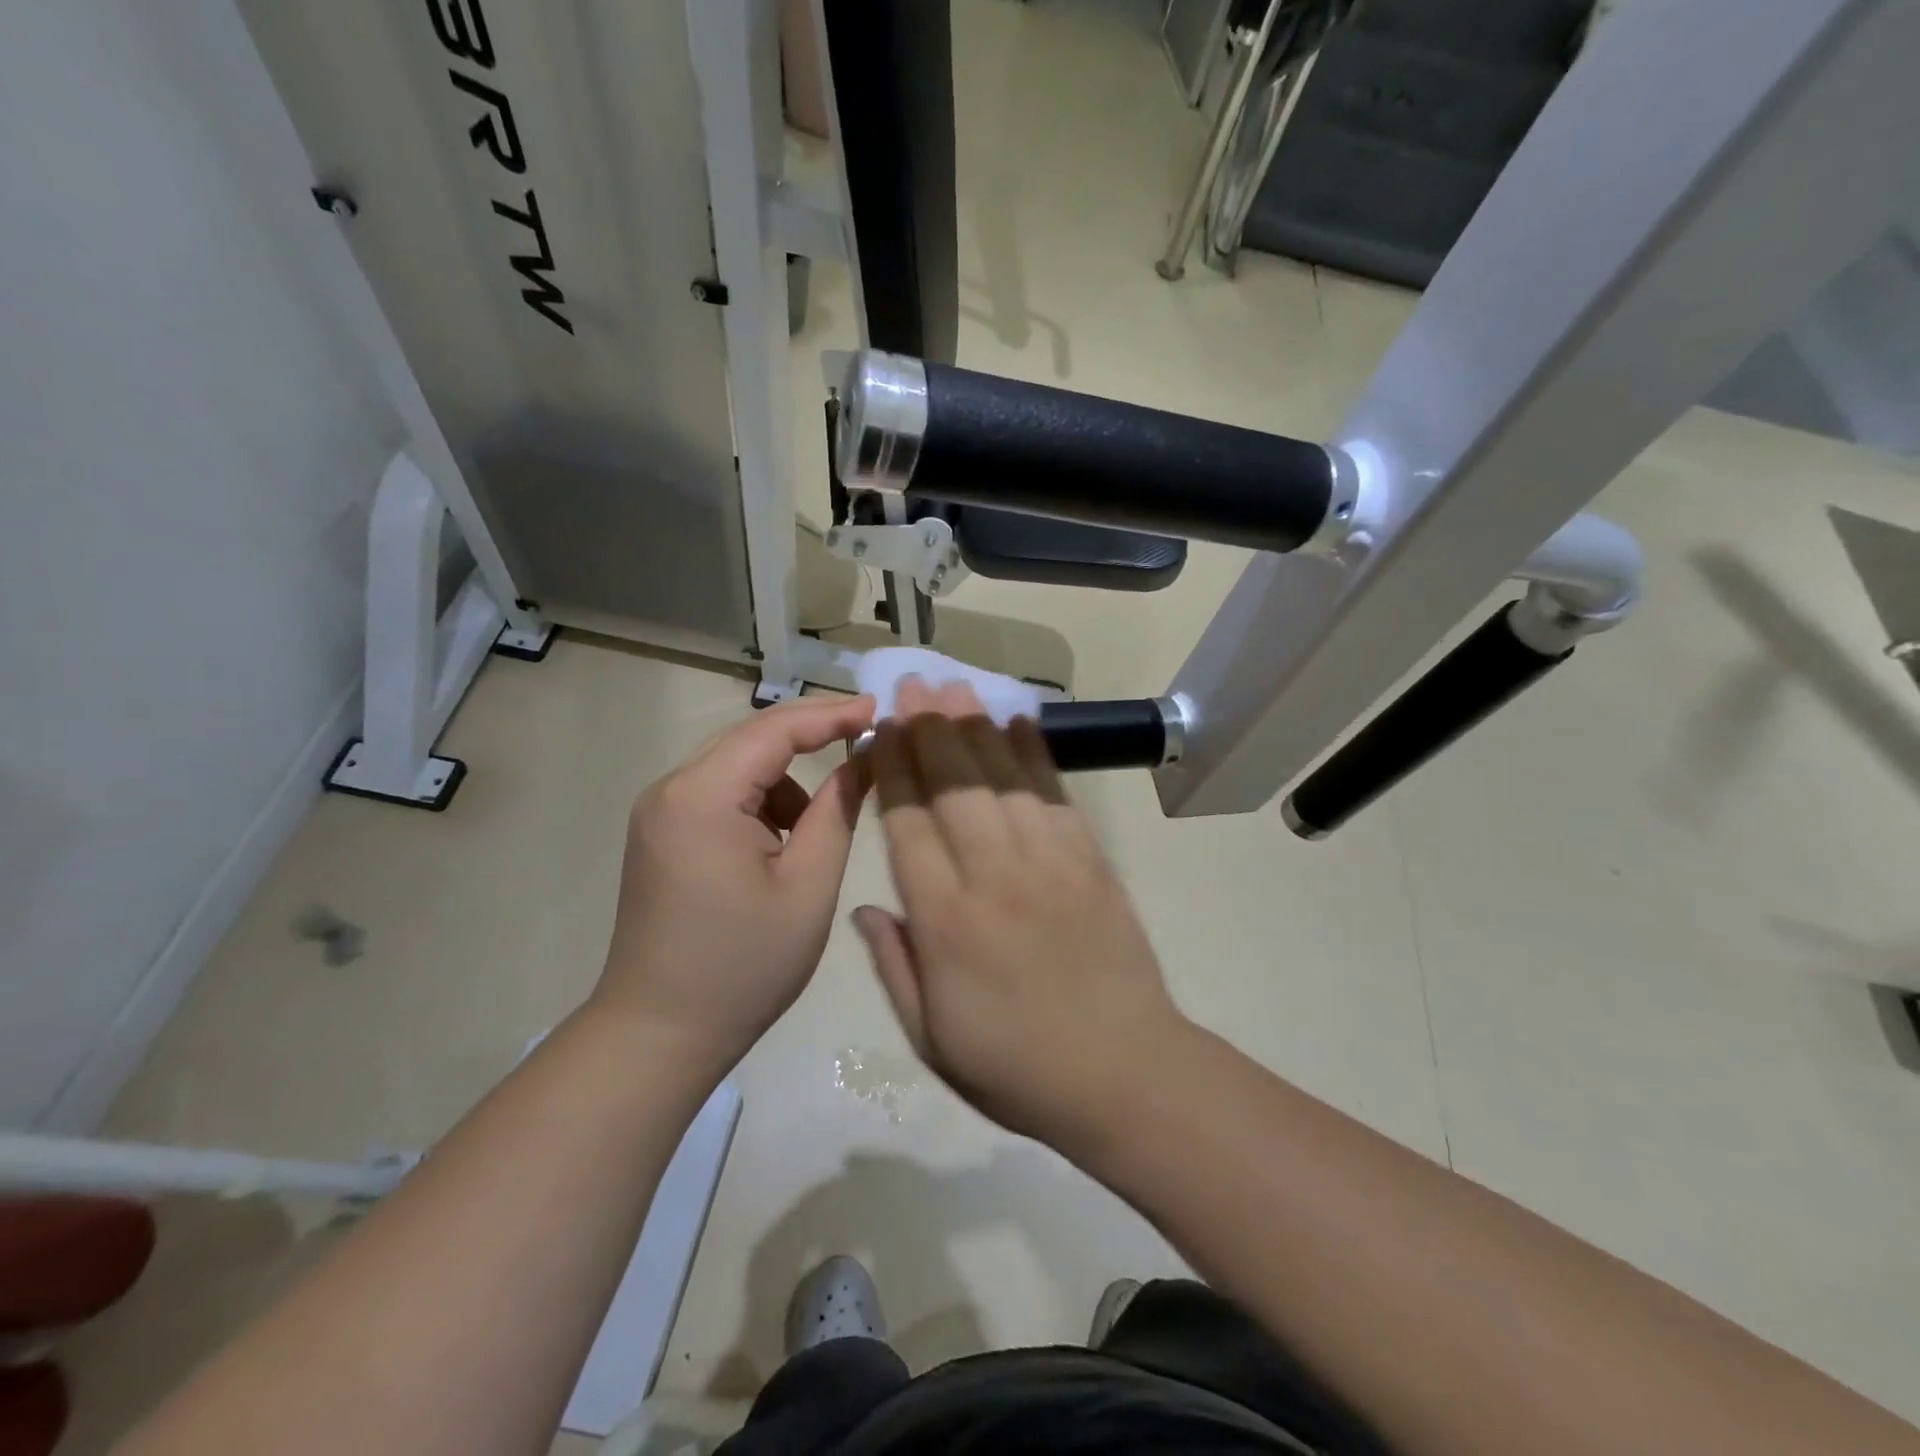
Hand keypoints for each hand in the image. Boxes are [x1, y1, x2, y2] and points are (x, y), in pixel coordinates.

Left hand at [595, 694, 875, 1071]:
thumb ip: (838, 810)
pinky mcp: (660, 833)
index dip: (832, 714)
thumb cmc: (744, 966)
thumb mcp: (808, 886)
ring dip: (784, 781)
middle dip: (811, 737)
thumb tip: (864, 756)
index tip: (880, 710)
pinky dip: (758, 804)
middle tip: (867, 740)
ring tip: (812, 836)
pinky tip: (776, 849)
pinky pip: (720, 794)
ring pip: (737, 766)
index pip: (774, 729)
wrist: (660, 1034)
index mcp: (702, 797)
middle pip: (751, 738)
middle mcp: (670, 789)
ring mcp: (659, 811)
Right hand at [853, 679, 1184, 1146]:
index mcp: (945, 921)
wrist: (1124, 1075)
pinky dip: (1035, 754)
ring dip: (975, 727)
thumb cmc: (1016, 1068)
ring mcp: (1048, 863)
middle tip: (912, 684)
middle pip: (954, 786)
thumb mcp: (931, 1039)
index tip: (878, 729)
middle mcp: (993, 877)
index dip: (890, 769)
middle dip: (928, 729)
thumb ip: (894, 966)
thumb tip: (864, 908)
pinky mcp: (1090, 862)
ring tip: (955, 687)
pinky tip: (1018, 722)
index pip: (908, 824)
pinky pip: (1055, 795)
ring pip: (1002, 779)